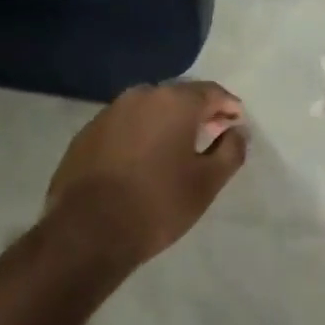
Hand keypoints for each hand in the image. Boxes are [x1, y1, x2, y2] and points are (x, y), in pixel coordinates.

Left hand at [45, 81, 248, 264]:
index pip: (212, 92)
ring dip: (167, 121)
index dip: (228, 107)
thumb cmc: (158, 204)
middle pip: (179, 96)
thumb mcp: (207, 182)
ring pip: (148, 109)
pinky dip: (140, 134)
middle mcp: (140, 96)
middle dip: (198, 111)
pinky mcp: (86, 133)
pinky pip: (124, 125)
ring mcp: (109, 113)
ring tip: (178, 147)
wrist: (86, 232)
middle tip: (212, 133)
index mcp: (174, 101)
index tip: (237, 125)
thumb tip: (237, 132)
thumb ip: (231, 151)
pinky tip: (143, 159)